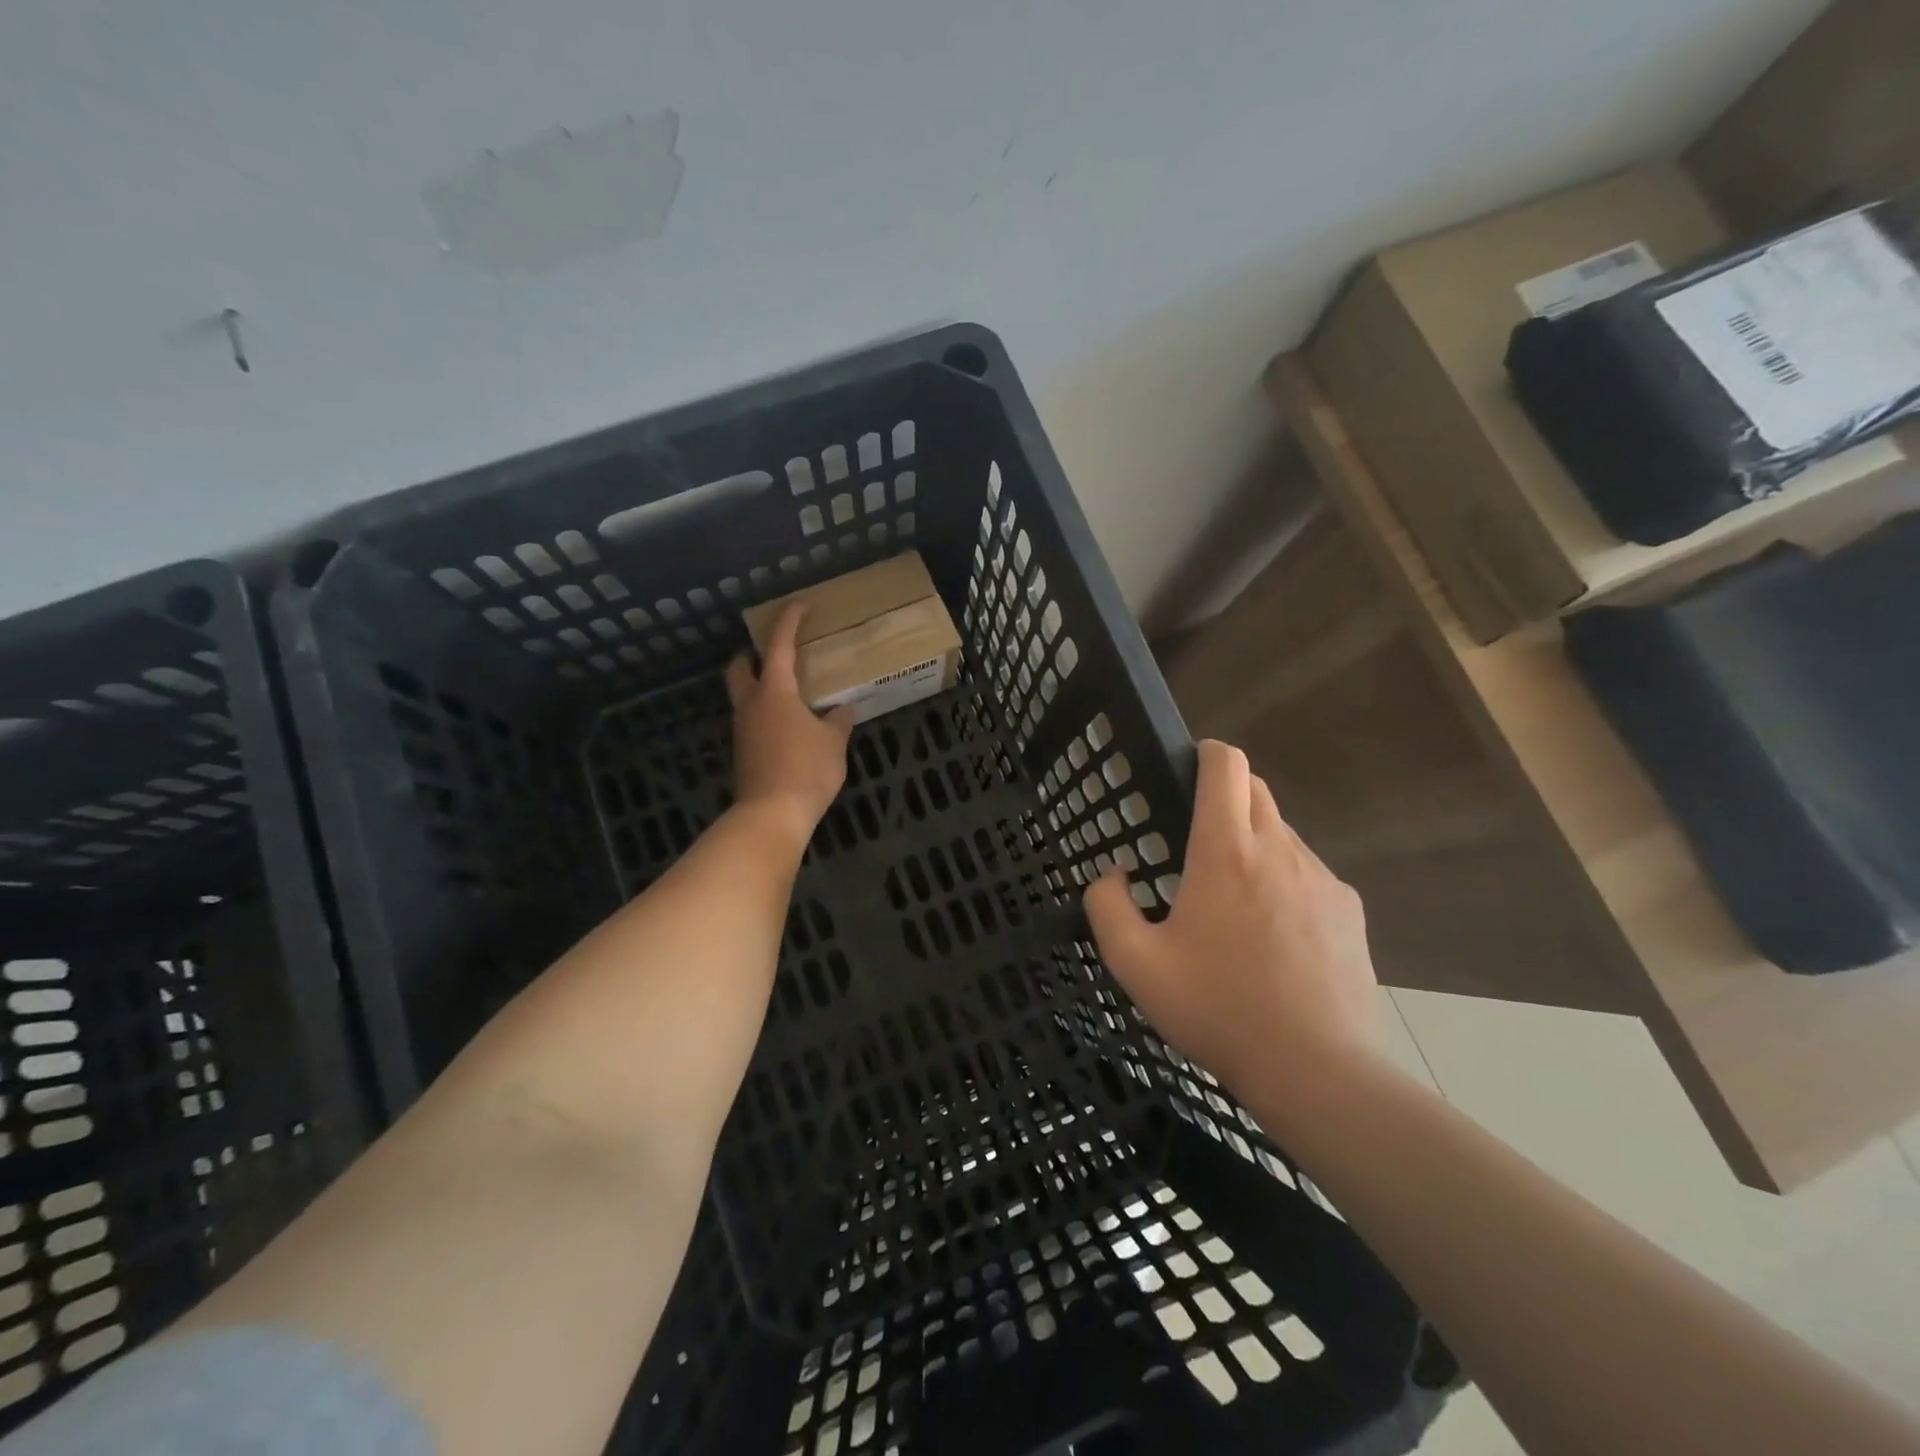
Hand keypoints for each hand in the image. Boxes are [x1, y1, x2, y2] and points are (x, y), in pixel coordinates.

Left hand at [726, 604, 854, 844]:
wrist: (771, 814)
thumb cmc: (806, 770)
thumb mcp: (833, 743)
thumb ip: (838, 722)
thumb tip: (843, 710)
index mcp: (775, 692)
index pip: (780, 646)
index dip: (789, 621)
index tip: (799, 605)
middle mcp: (751, 704)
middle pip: (739, 669)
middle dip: (751, 655)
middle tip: (772, 653)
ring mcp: (743, 730)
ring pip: (743, 696)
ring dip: (758, 686)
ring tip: (787, 691)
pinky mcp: (743, 752)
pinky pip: (751, 720)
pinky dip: (764, 713)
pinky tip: (787, 725)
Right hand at [1084, 740, 1382, 1100]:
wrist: (1317, 1070)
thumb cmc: (1218, 1009)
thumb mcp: (1136, 964)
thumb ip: (1107, 906)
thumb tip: (1114, 874)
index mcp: (1225, 852)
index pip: (1227, 766)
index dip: (1207, 753)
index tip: (1189, 769)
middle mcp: (1279, 850)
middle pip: (1257, 791)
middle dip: (1227, 797)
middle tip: (1196, 843)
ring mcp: (1321, 879)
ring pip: (1283, 834)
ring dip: (1254, 845)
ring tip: (1233, 903)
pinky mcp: (1349, 910)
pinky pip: (1308, 874)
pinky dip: (1284, 883)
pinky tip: (1273, 937)